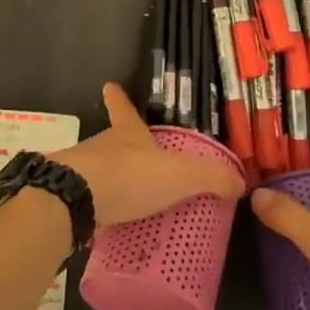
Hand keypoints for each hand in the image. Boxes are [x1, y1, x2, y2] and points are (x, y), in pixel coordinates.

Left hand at [52, 84, 245, 227]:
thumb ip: (211, 178)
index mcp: (128, 133)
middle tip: (138, 160)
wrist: (74, 200)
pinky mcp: (68, 198)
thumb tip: (241, 182)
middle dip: (123, 147)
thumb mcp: (180, 175)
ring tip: (127, 199)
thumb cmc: (129, 176)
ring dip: (110, 180)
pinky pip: (87, 201)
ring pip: (98, 170)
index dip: (119, 97)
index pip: (123, 108)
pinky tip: (106, 225)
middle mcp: (102, 146)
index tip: (110, 84)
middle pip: (112, 140)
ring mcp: (82, 170)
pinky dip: (97, 208)